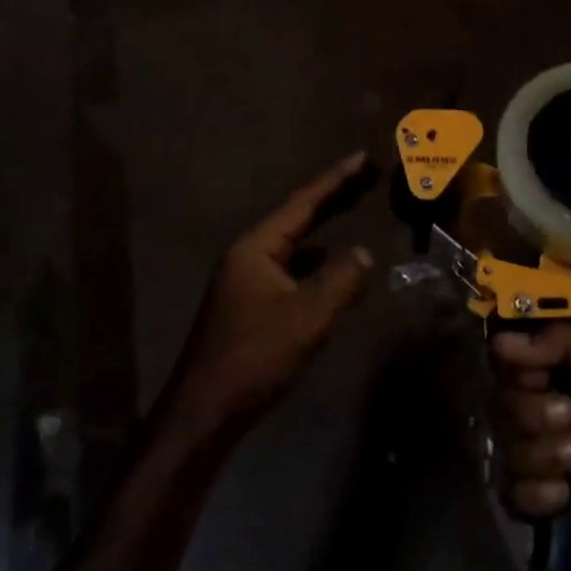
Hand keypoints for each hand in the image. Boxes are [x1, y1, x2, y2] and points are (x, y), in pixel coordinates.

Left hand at [165, 152, 375, 435]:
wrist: (204, 412)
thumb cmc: (255, 357)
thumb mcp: (307, 318)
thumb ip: (340, 281)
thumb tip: (364, 253)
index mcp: (256, 248)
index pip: (303, 203)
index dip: (336, 179)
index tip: (363, 158)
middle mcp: (248, 255)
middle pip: (296, 217)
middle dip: (332, 196)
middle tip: (366, 177)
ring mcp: (245, 280)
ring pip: (292, 243)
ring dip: (322, 227)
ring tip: (352, 211)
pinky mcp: (248, 304)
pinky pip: (288, 268)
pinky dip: (313, 260)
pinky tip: (330, 266)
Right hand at [493, 326, 570, 570]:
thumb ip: (566, 341)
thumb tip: (503, 342)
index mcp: (555, 373)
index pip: (505, 361)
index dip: (515, 368)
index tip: (539, 376)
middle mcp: (538, 410)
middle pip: (501, 404)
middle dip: (534, 414)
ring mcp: (536, 458)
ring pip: (506, 449)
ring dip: (544, 454)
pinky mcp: (538, 503)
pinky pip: (511, 493)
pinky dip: (538, 493)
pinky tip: (566, 496)